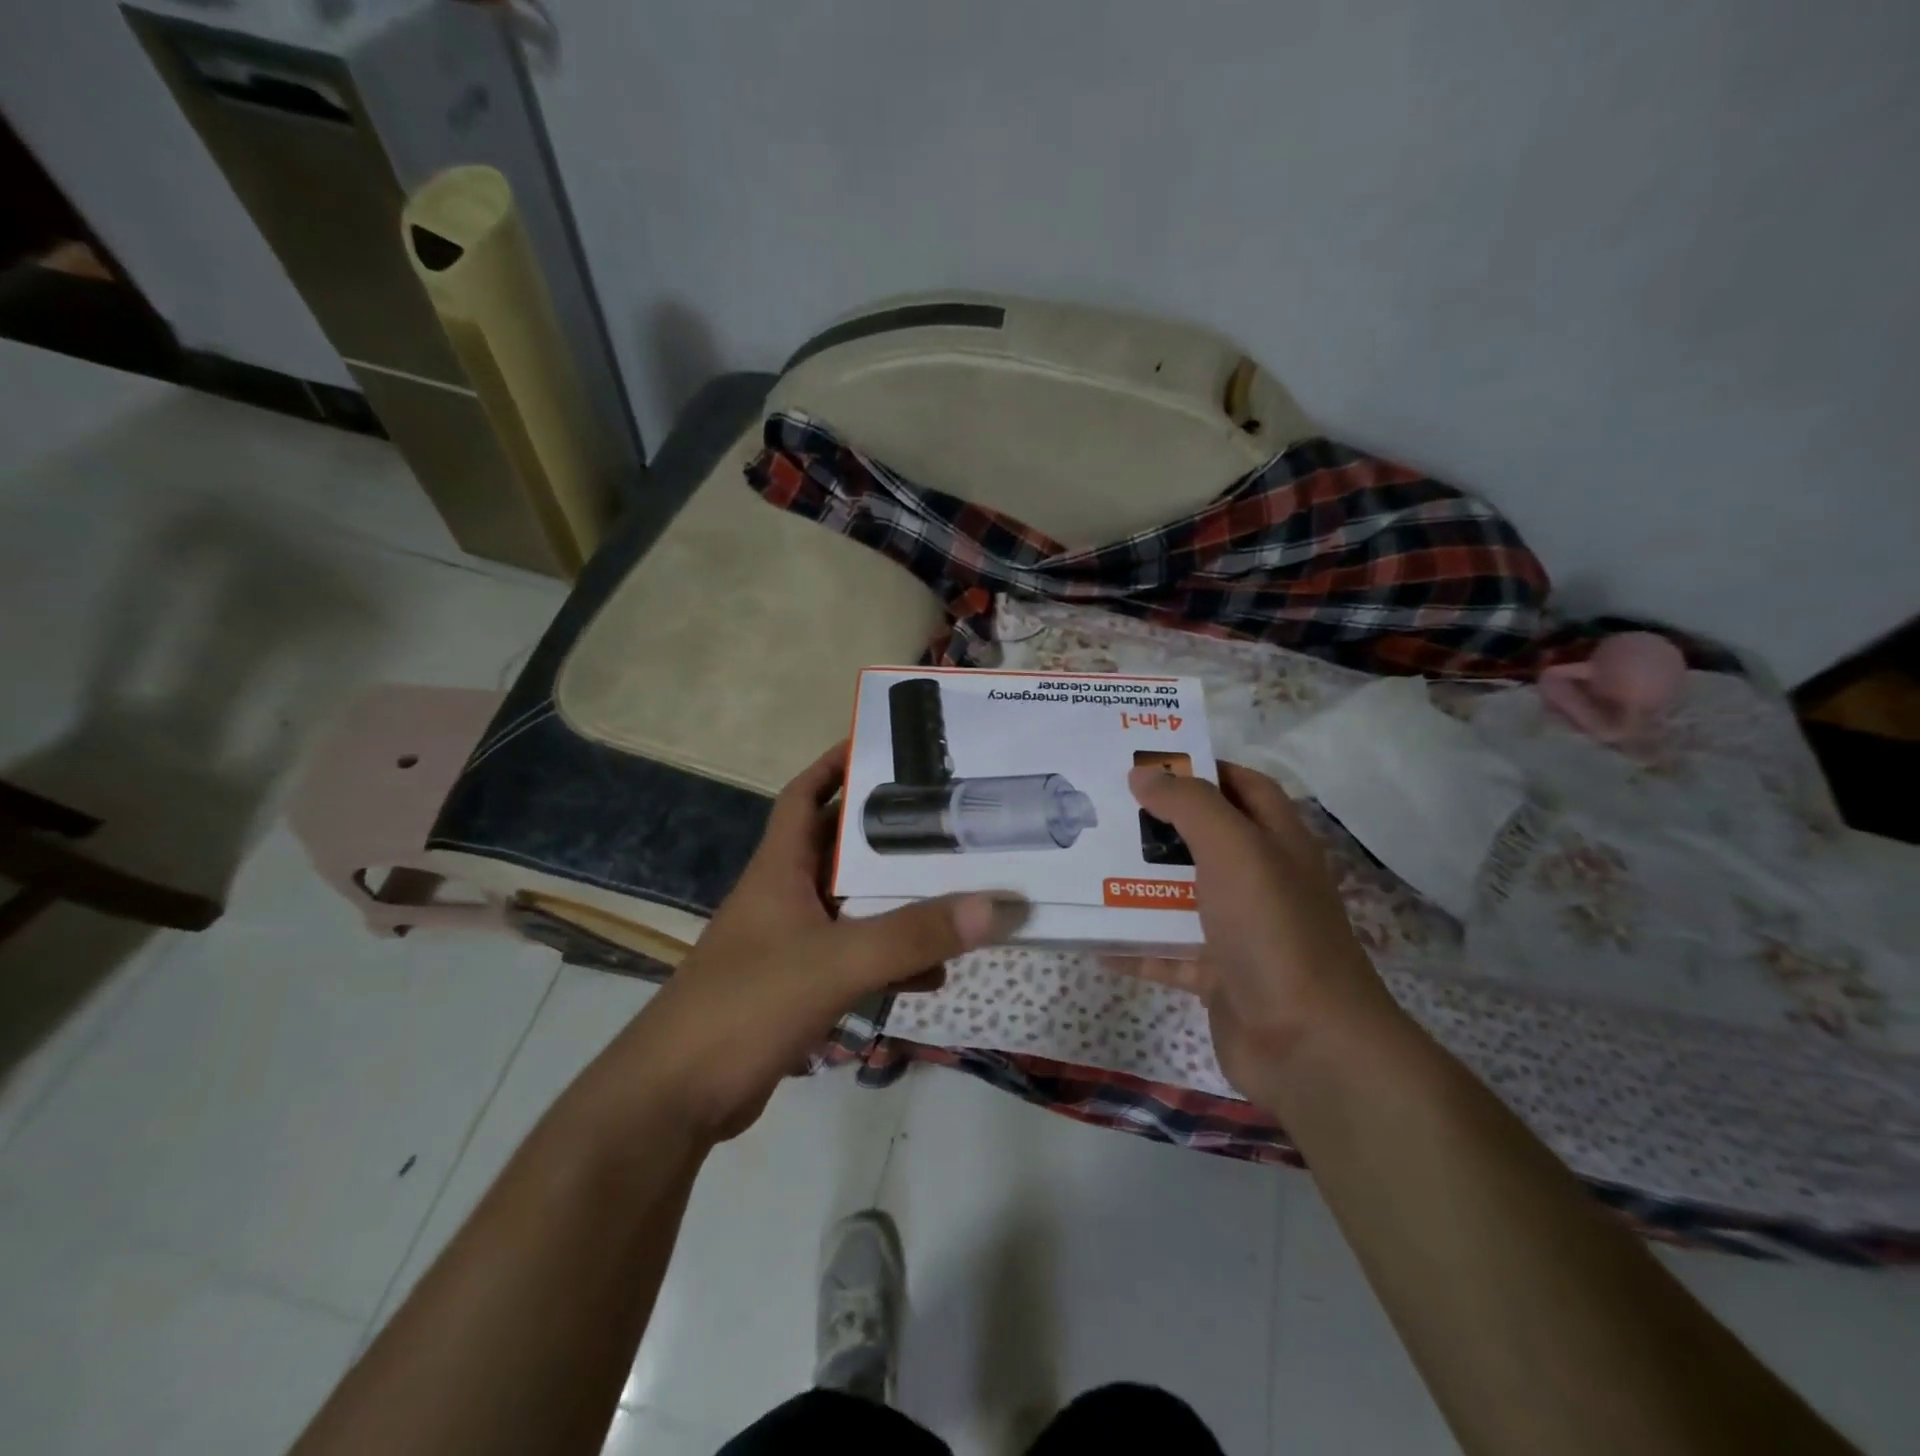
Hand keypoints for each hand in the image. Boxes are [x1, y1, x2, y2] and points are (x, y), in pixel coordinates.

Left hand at [608, 743, 1027, 1140]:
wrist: (675, 1099)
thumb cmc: (746, 1006)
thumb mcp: (836, 962)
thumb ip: (914, 935)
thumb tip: (995, 906)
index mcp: (780, 869)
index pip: (805, 795)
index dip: (836, 765)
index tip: (883, 747)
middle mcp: (784, 896)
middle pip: (842, 850)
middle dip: (889, 836)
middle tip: (947, 821)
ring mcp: (789, 944)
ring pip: (855, 907)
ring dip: (898, 902)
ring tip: (956, 892)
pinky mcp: (797, 988)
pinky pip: (855, 959)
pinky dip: (890, 960)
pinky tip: (933, 973)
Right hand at [1126, 761, 1398, 1109]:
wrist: (1306, 1044)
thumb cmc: (1272, 929)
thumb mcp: (1234, 850)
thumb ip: (1189, 805)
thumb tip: (1144, 774)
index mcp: (1277, 842)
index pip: (1243, 786)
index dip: (1202, 768)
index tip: (1147, 762)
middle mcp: (1261, 880)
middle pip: (1204, 839)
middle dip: (1157, 824)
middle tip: (1101, 807)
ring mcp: (1239, 931)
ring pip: (1181, 895)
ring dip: (1138, 882)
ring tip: (1085, 862)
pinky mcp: (1217, 974)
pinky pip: (1167, 951)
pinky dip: (1134, 945)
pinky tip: (1092, 937)